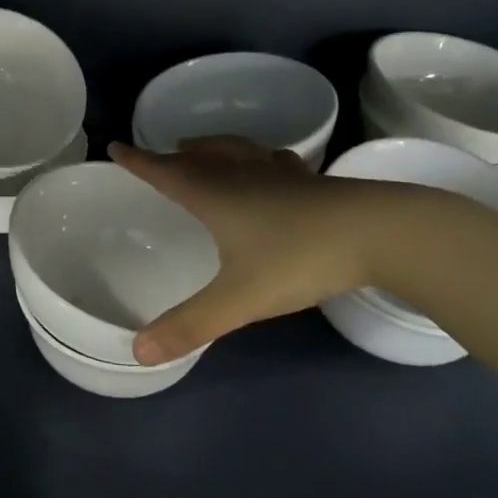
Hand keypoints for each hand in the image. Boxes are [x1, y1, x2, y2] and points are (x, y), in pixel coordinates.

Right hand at [110, 138, 410, 364]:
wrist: (382, 233)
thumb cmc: (299, 258)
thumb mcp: (239, 299)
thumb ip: (190, 325)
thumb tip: (138, 351)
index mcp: (216, 196)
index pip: (165, 172)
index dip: (138, 161)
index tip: (115, 146)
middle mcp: (242, 176)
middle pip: (201, 157)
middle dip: (176, 155)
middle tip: (163, 153)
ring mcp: (281, 175)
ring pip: (237, 151)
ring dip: (214, 148)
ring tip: (204, 149)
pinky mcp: (313, 182)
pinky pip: (274, 161)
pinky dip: (259, 159)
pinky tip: (271, 168)